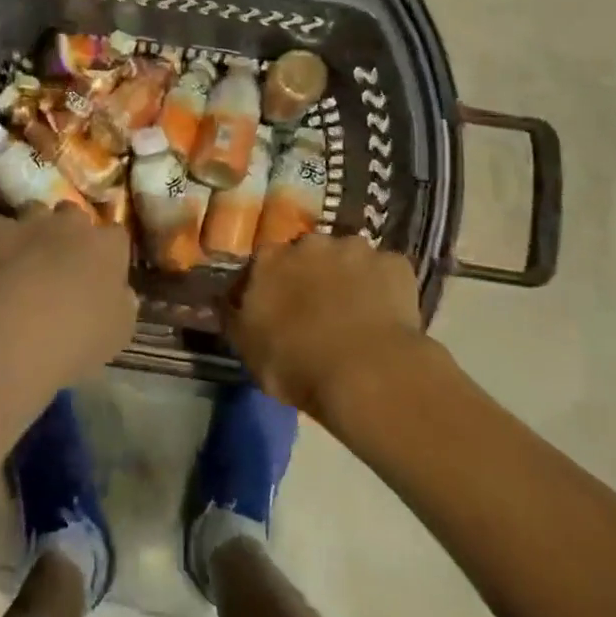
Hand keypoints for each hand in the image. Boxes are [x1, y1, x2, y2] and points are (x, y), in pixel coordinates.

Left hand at [0, 204, 137, 399]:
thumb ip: (124, 304)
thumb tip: (123, 293)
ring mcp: (32, 223)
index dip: (108, 250)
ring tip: (25, 255)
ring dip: (33, 227)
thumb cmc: (79, 336)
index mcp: (108, 247)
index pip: (116, 234)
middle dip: (69, 230)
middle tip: (61, 259)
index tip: (101, 269)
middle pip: (74, 213)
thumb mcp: (119, 331)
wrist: (18, 332)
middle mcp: (73, 224)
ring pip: (35, 210)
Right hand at [223, 235, 425, 413]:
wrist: (368, 373)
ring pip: (348, 257)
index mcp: (269, 260)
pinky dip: (384, 287)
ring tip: (357, 314)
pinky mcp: (394, 263)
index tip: (279, 307)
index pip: (264, 262)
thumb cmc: (297, 365)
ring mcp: (355, 248)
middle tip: (320, 310)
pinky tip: (387, 316)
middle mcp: (309, 243)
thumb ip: (233, 317)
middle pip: (308, 253)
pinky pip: (385, 271)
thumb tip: (220, 299)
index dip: (273, 284)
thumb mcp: (248, 350)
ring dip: (349, 277)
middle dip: (312, 274)